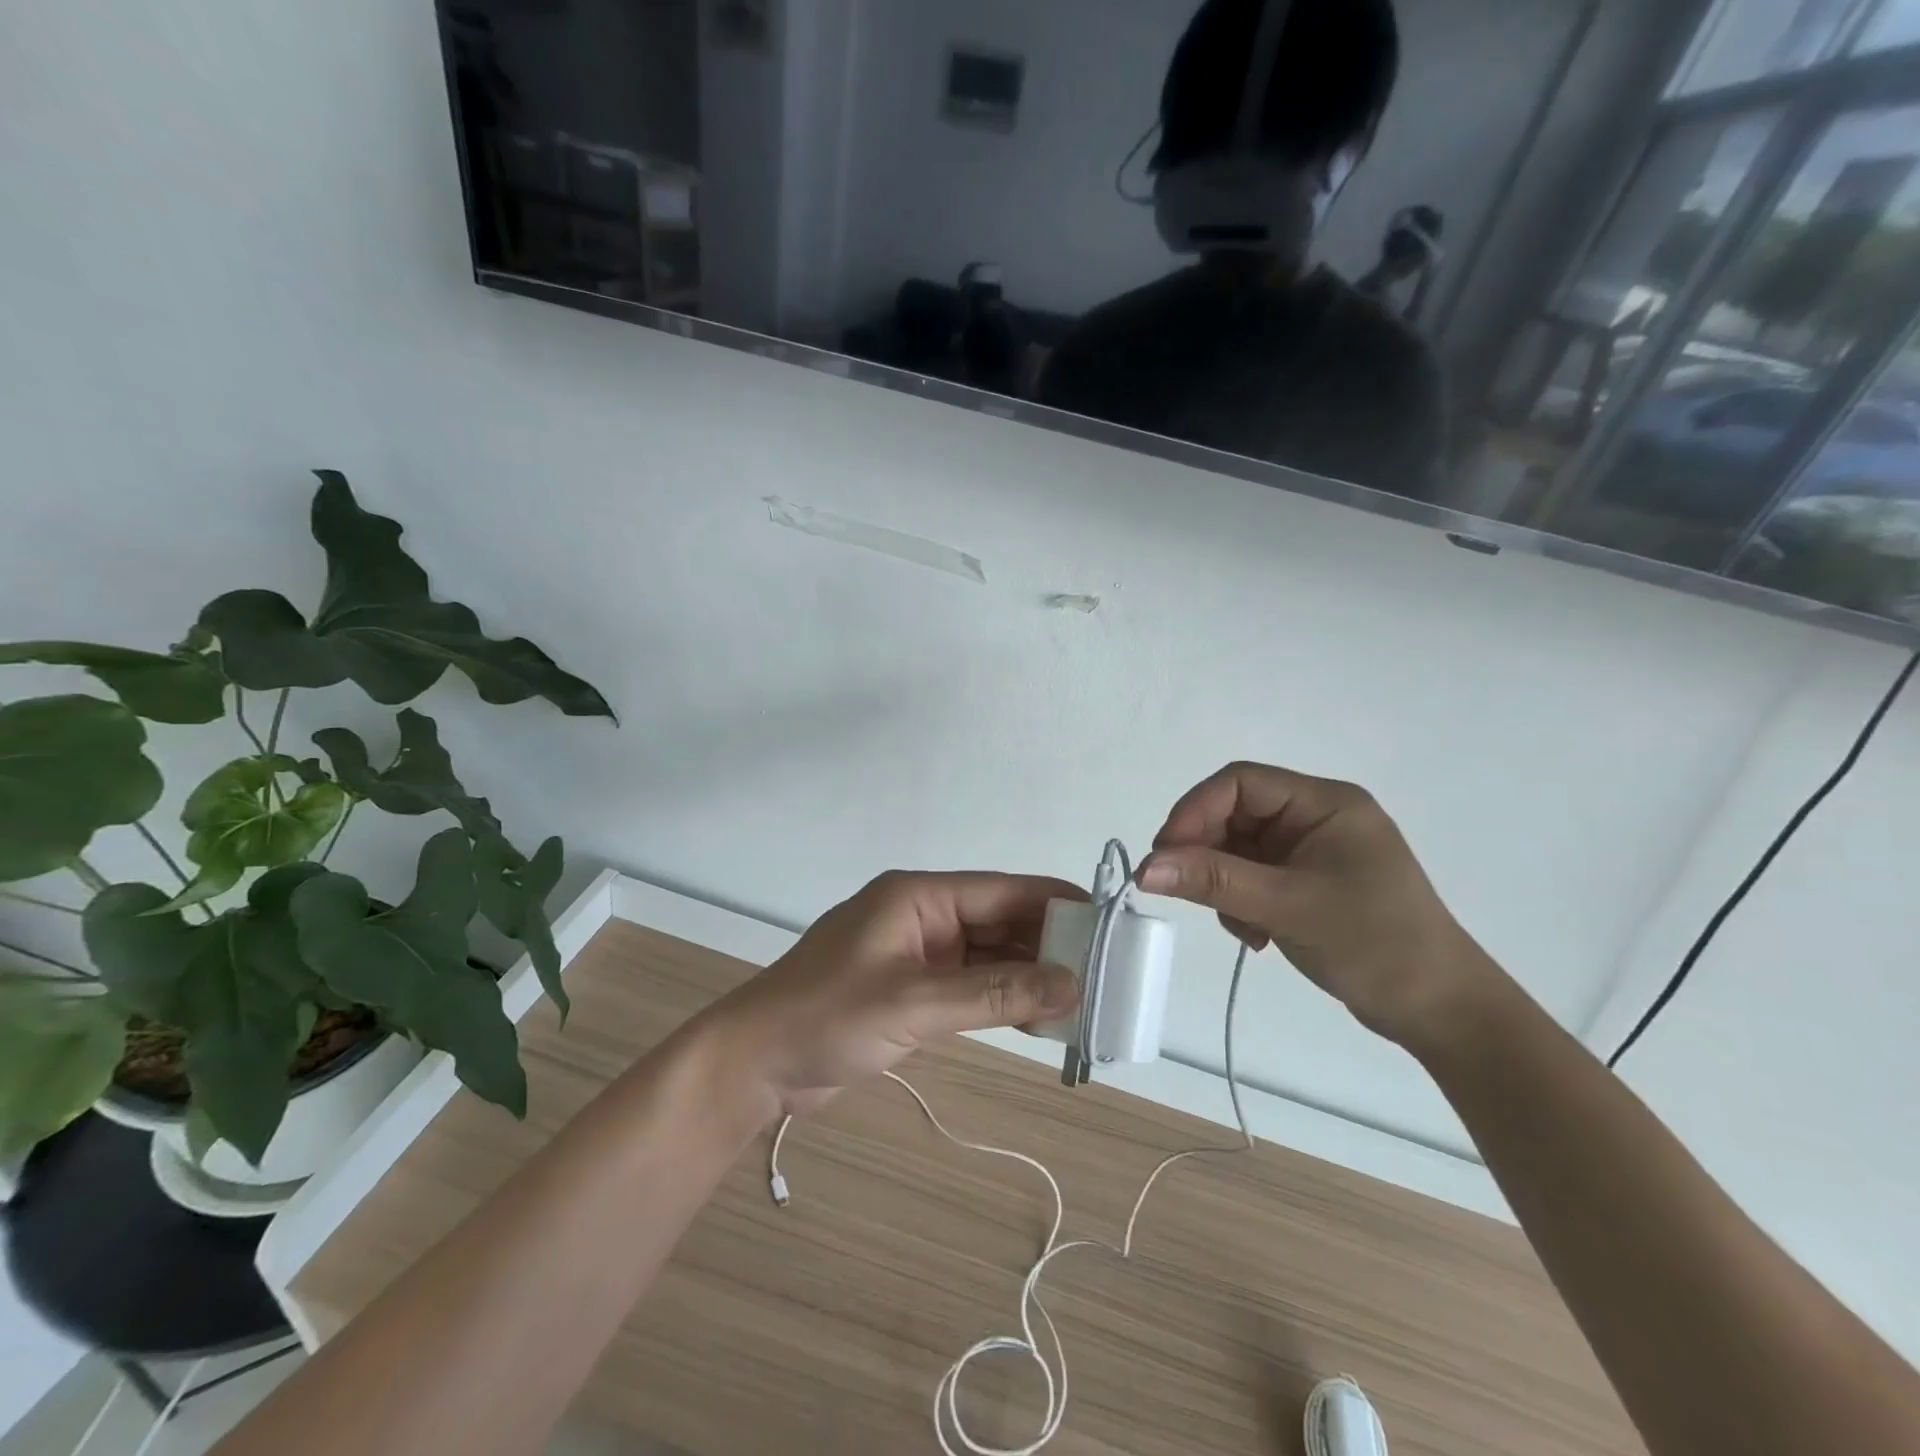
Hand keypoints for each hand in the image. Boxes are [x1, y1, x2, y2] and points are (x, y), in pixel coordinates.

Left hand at [704, 871, 1085, 1118]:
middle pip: (999, 923)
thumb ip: (994, 993)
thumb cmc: (827, 1017)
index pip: (1002, 891)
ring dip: (1028, 977)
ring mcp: (917, 955)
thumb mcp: (915, 1003)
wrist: (754, 1064)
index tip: (1107, 921)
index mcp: (919, 897)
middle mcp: (923, 918)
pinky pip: (970, 987)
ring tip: (1084, 999)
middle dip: (1048, 945)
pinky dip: (1002, 1000)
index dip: (1055, 903)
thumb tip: (1072, 983)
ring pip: (988, 958)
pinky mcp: (911, 991)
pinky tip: (1040, 1019)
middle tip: (1105, 972)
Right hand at [1140, 763, 1501, 1047]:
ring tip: (1242, 928)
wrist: (1441, 1011)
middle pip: (1235, 815)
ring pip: (1237, 849)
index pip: (1240, 782)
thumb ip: (1215, 882)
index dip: (1195, 811)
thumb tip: (1145, 868)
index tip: (1165, 854)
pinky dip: (1240, 903)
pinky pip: (1252, 877)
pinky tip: (1256, 937)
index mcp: (1325, 803)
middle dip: (1208, 854)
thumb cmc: (1375, 944)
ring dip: (1224, 886)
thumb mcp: (1288, 907)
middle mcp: (1316, 817)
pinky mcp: (1307, 882)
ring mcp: (1311, 851)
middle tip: (1186, 892)